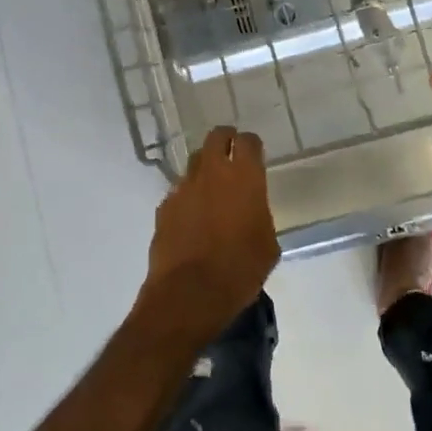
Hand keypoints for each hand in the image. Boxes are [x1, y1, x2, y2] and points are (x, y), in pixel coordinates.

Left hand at [139, 127, 278, 339]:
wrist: (190, 293)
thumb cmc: (240, 270)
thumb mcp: (267, 244)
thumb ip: (259, 215)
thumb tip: (251, 211)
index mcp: (244, 177)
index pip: (248, 141)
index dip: (252, 144)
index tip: (254, 152)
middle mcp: (212, 173)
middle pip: (216, 137)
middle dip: (225, 140)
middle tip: (232, 153)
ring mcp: (184, 187)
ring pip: (195, 163)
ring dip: (205, 169)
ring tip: (212, 188)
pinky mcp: (164, 206)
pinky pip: (179, 191)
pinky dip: (188, 197)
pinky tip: (192, 217)